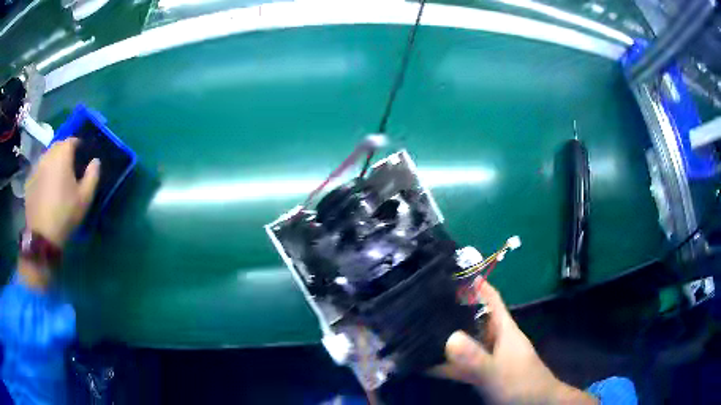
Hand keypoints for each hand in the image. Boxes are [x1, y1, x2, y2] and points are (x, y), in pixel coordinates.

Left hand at [24, 138, 99, 246]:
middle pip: (58, 146)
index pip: (72, 140)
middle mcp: (48, 154)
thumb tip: (95, 161)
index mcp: (62, 154)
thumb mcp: (85, 198)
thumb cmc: (65, 214)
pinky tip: (45, 190)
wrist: (42, 236)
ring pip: (47, 157)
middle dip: (64, 153)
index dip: (79, 147)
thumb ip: (92, 176)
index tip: (82, 158)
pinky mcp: (29, 180)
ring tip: (56, 180)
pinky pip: (38, 170)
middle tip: (69, 169)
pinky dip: (43, 175)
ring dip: (52, 163)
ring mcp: (36, 166)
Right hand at [435, 283, 596, 403]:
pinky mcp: (481, 373)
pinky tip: (422, 362)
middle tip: (420, 301)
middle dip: (450, 308)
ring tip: (416, 327)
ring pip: (464, 341)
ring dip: (444, 336)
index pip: (489, 298)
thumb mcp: (498, 371)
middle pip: (472, 317)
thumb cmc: (522, 383)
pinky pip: (459, 364)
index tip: (449, 271)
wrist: (535, 404)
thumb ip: (476, 358)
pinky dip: (443, 363)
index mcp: (503, 328)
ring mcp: (487, 356)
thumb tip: (448, 338)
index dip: (474, 283)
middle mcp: (494, 338)